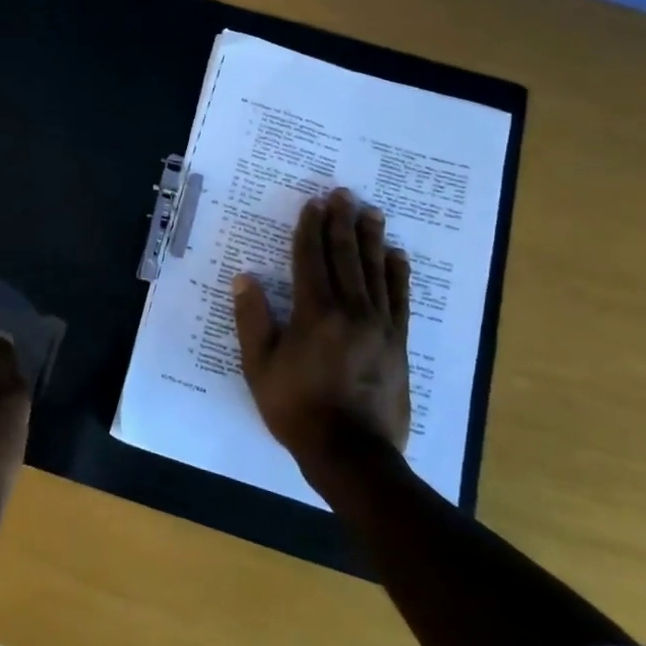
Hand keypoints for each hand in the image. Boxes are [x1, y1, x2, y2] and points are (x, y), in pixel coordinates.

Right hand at [231, 188, 411, 486]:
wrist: (351, 452)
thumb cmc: (296, 408)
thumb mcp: (259, 366)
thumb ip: (252, 319)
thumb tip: (245, 278)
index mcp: (314, 312)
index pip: (311, 259)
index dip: (310, 228)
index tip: (313, 203)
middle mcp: (351, 310)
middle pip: (347, 257)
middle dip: (342, 222)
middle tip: (343, 194)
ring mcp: (380, 325)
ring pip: (376, 271)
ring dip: (372, 239)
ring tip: (372, 212)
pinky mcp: (399, 342)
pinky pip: (400, 299)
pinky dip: (398, 274)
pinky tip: (397, 256)